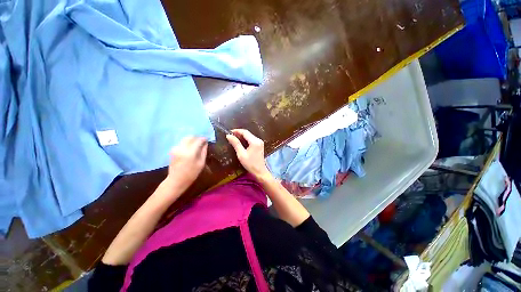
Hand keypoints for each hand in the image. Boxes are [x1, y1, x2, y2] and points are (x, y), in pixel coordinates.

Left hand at [166, 137, 207, 191]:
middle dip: (197, 138)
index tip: (207, 139)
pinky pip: (182, 143)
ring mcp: (176, 148)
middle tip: (202, 141)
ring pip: (185, 139)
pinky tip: (191, 148)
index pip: (198, 140)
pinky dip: (187, 143)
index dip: (203, 139)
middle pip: (190, 137)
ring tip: (197, 144)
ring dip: (192, 140)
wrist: (176, 180)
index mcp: (190, 152)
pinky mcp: (173, 150)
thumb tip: (206, 143)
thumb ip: (204, 152)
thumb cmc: (191, 174)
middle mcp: (181, 148)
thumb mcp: (201, 163)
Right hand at [226, 129, 271, 180]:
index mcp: (255, 141)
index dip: (237, 131)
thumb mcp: (241, 154)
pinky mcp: (260, 145)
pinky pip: (251, 139)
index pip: (245, 132)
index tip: (229, 132)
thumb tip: (229, 135)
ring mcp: (260, 142)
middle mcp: (258, 140)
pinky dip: (245, 139)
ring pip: (249, 136)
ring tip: (234, 138)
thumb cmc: (250, 164)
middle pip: (248, 133)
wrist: (260, 171)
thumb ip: (235, 144)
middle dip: (239, 133)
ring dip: (242, 136)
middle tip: (230, 135)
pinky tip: (240, 142)